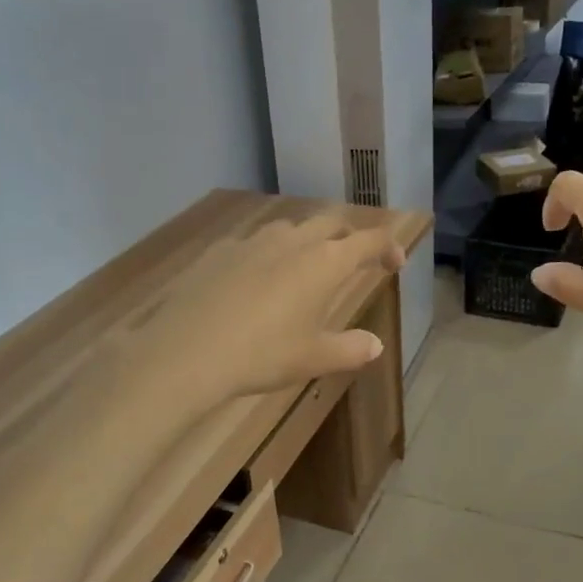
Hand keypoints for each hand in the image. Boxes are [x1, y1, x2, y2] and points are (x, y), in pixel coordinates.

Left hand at [131, 212, 404, 411]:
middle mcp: (292, 241)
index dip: (388, 246)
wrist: (187, 351)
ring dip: (307, 242)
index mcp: (324, 262)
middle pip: (331, 223)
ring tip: (304, 269)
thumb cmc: (263, 355)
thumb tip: (374, 345)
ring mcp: (252, 242)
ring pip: (290, 228)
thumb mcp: (314, 359)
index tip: (395, 263)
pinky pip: (254, 244)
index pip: (369, 239)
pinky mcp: (219, 252)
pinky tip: (256, 283)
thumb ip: (351, 349)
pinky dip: (268, 255)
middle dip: (349, 236)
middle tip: (354, 260)